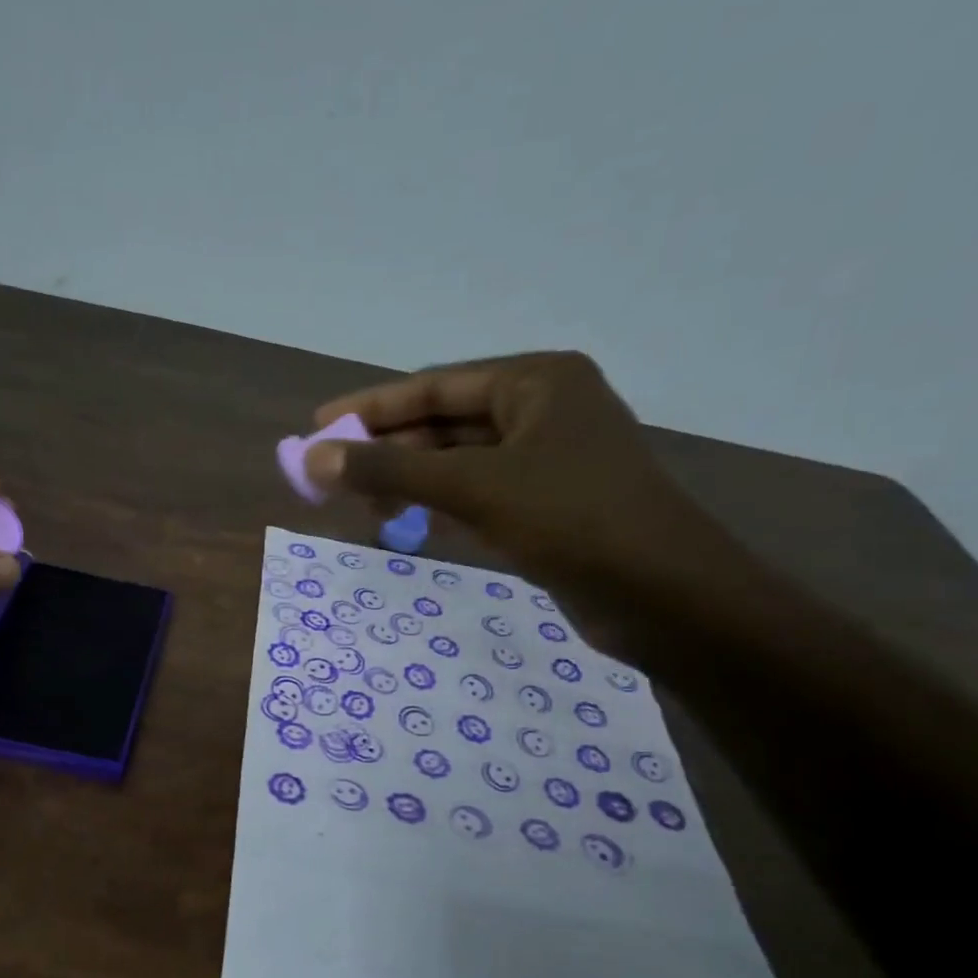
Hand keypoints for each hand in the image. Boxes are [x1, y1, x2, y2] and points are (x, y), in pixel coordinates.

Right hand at [305, 353, 732, 656]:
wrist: (664, 596)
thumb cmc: (571, 519)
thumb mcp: (472, 488)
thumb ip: (390, 473)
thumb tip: (313, 458)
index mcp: (536, 381)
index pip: (436, 385)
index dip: (371, 407)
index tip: (318, 424)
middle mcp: (544, 410)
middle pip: (446, 424)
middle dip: (389, 451)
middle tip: (331, 476)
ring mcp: (550, 461)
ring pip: (461, 464)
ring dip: (412, 483)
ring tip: (361, 506)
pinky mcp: (550, 507)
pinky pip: (480, 496)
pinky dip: (441, 507)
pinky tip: (407, 524)